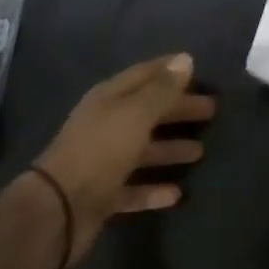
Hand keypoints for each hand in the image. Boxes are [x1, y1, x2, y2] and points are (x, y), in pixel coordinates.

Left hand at [31, 53, 215, 264]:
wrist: (58, 209)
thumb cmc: (100, 150)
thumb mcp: (136, 114)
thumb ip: (163, 89)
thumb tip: (186, 58)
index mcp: (110, 98)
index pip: (145, 74)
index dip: (170, 70)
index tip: (197, 68)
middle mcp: (106, 124)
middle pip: (148, 111)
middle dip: (178, 109)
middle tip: (211, 110)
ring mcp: (103, 161)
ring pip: (143, 150)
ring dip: (170, 149)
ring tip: (200, 151)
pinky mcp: (103, 195)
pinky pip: (134, 188)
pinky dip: (154, 189)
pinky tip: (177, 193)